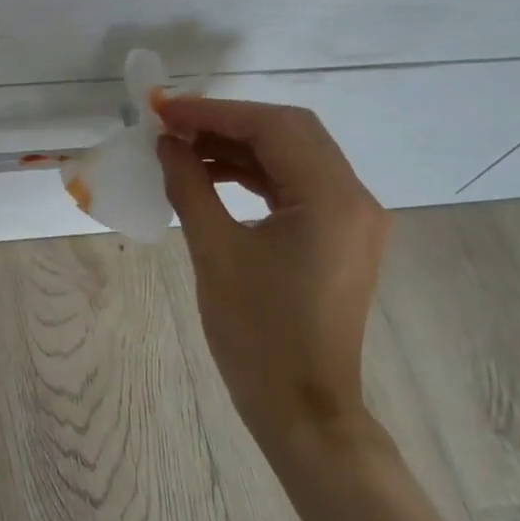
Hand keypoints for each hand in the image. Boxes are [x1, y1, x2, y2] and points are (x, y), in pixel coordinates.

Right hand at [155, 98, 390, 450]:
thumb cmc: (257, 335)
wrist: (303, 410)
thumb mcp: (215, 253)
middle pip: (290, 132)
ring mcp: (352, 219)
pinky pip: (297, 187)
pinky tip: (213, 178)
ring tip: (185, 149)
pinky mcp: (340, 237)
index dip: (215, 111)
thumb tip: (166, 144)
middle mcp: (354, 198)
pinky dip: (255, 175)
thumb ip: (189, 187)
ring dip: (240, 148)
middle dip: (228, 122)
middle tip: (174, 124)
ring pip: (294, 157)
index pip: (274, 127)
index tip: (165, 110)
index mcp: (331, 198)